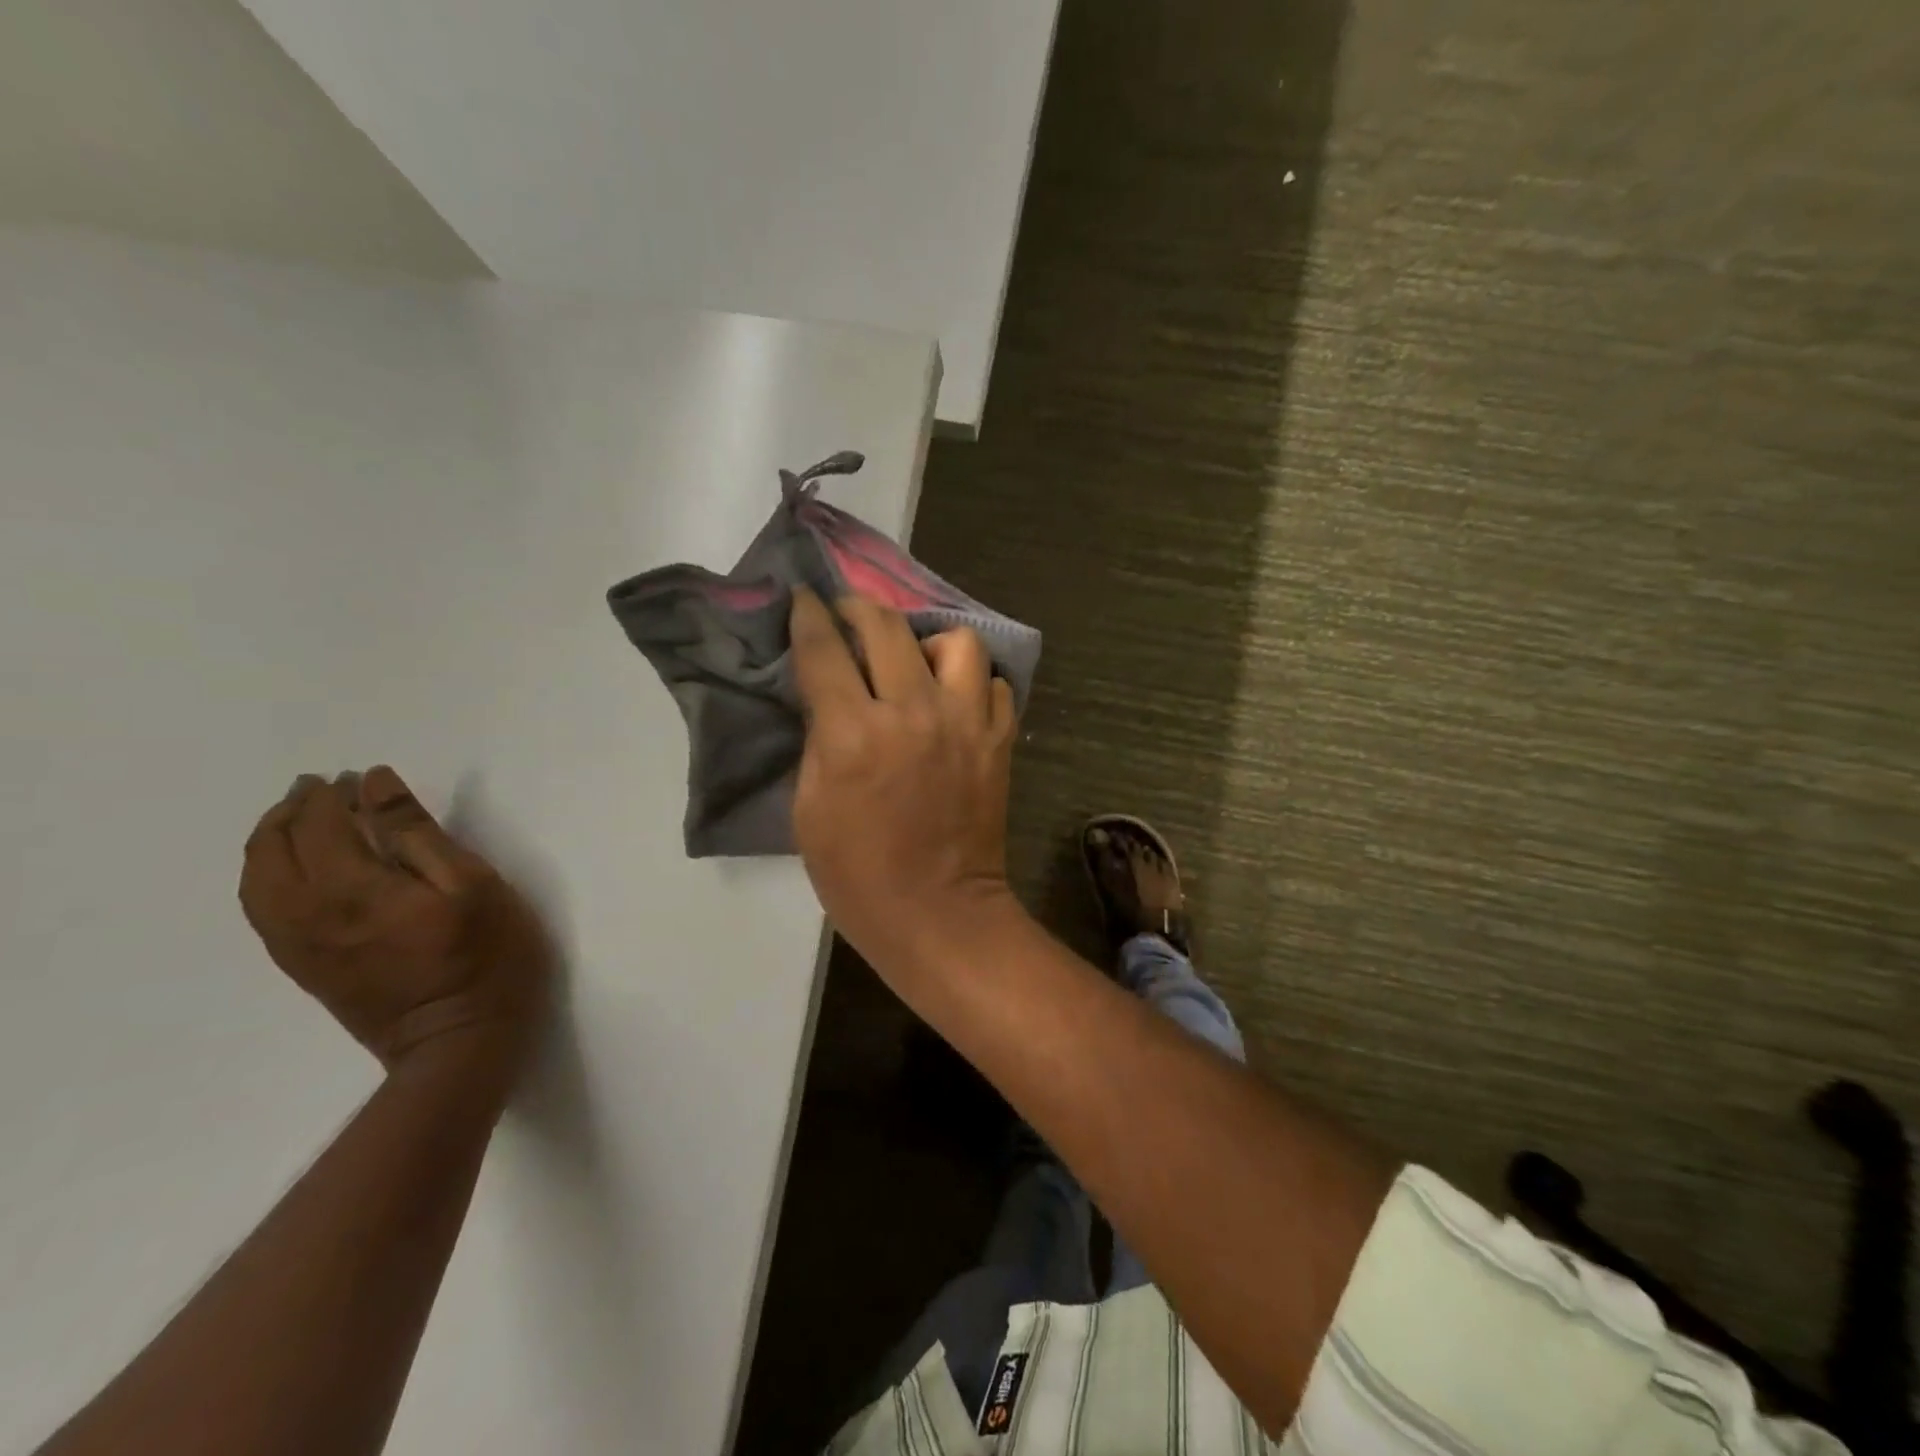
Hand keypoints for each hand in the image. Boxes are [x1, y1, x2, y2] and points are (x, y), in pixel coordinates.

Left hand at [239, 766, 550, 1076]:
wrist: (458, 1043)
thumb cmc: (485, 957)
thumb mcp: (471, 885)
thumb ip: (419, 833)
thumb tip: (375, 785)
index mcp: (352, 890)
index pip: (323, 824)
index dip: (337, 794)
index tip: (359, 776)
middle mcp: (308, 914)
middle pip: (275, 848)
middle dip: (294, 810)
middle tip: (321, 786)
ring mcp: (299, 945)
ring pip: (258, 880)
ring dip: (271, 840)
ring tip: (298, 818)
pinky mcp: (304, 966)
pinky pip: (262, 910)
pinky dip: (265, 876)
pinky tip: (291, 869)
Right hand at [789, 589, 1020, 976]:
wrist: (938, 913)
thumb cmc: (857, 874)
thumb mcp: (809, 808)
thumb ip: (819, 739)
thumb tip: (829, 696)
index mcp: (854, 734)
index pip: (824, 649)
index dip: (808, 614)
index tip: (803, 598)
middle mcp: (913, 712)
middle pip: (887, 626)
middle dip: (859, 607)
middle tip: (848, 614)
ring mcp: (965, 722)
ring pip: (958, 641)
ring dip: (929, 640)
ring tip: (914, 661)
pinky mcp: (999, 740)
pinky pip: (993, 683)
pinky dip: (972, 681)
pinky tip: (953, 698)